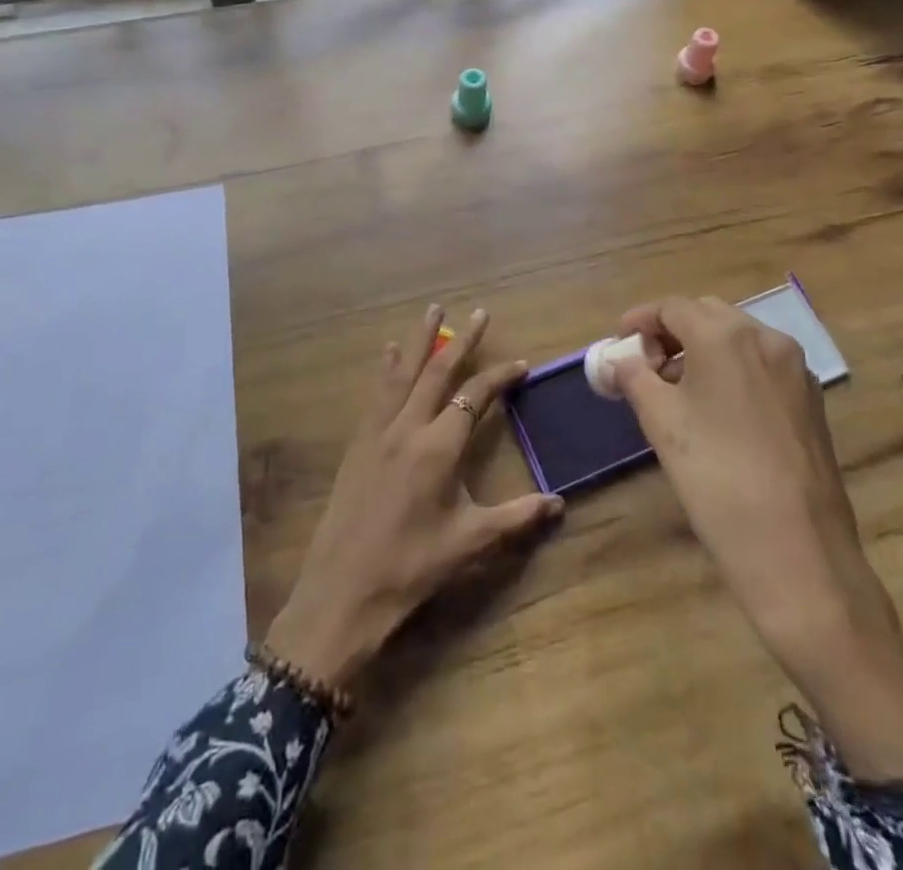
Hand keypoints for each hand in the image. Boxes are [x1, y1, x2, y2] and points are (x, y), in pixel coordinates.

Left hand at [265, 305, 562, 690]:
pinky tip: (388, 354)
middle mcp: (407, 428)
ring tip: (431, 310)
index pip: (474, 397)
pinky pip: (377, 394)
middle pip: (437, 371)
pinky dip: (387, 368)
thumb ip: (517, 518)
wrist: (342, 592)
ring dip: (419, 339)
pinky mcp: (358, 443)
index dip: (500, 377)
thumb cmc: (411, 568)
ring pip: (402, 373)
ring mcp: (378, 432)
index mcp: (438, 448)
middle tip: (478, 311)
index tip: (520, 364)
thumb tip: (560, 503)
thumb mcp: (470, 543)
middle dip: (461, 340)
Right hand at [612, 296, 902, 780]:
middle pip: (707, 315)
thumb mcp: (661, 422)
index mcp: (725, 335)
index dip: (639, 320)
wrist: (797, 551)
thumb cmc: (716, 477)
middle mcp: (766, 338)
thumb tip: (619, 358)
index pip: (672, 307)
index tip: (618, 344)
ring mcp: (795, 368)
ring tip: (676, 391)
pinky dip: (732, 371)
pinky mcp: (811, 400)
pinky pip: (761, 366)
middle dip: (671, 333)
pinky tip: (716, 410)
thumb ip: (634, 376)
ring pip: (737, 339)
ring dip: (702, 351)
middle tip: (645, 367)